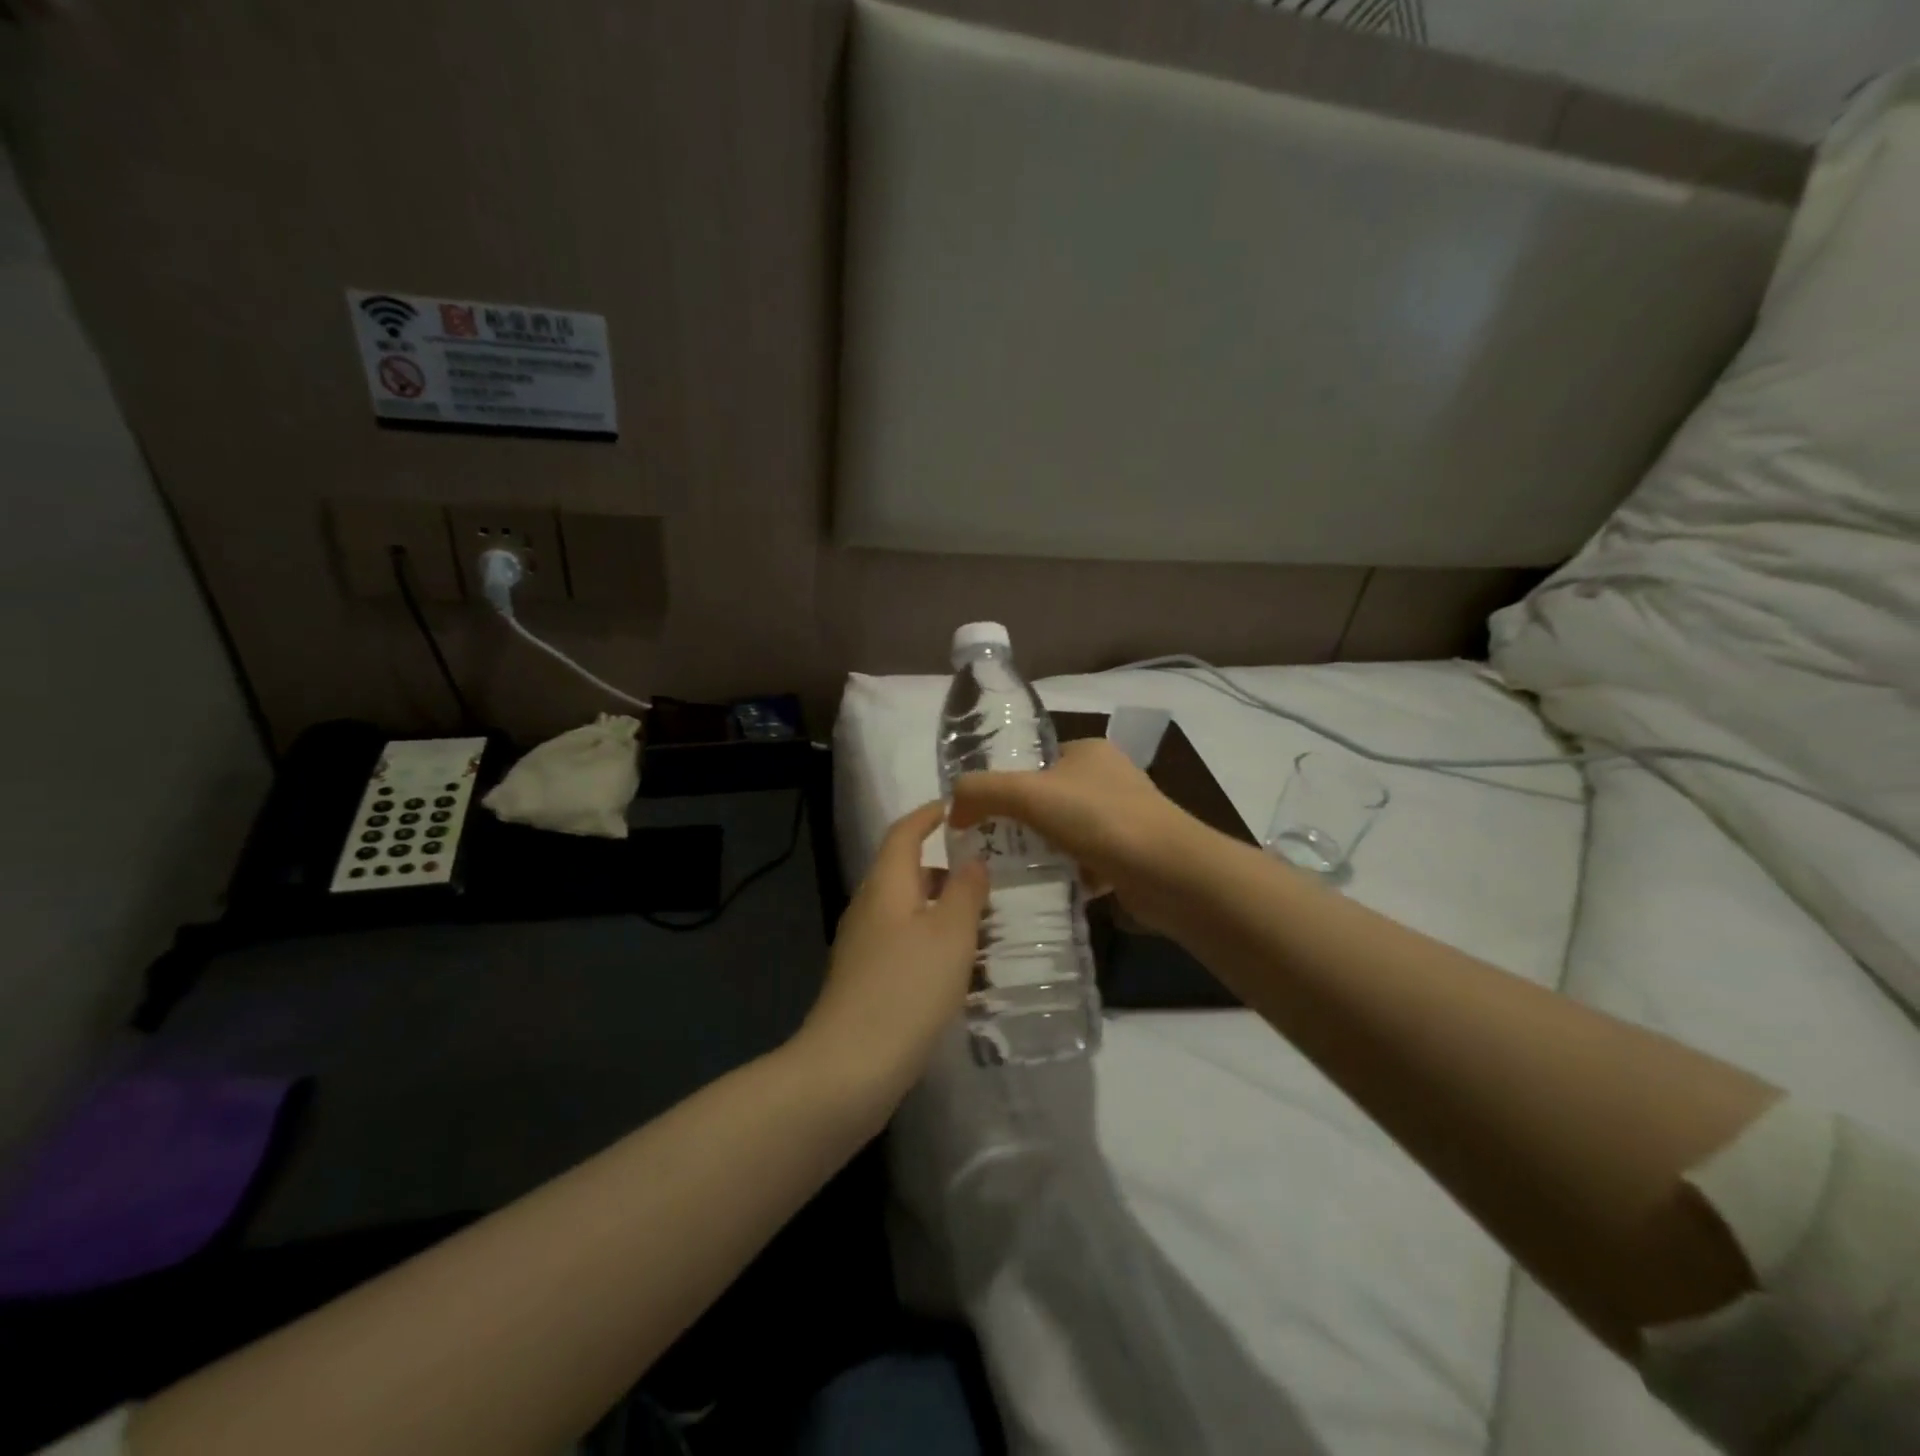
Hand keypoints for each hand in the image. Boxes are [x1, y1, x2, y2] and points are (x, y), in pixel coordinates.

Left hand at [796, 802, 989, 1110]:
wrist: (850, 1066)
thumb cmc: (907, 988)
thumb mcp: (951, 934)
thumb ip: (966, 891)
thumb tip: (972, 861)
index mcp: (885, 885)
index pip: (903, 833)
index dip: (927, 815)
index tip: (953, 808)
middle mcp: (868, 907)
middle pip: (904, 872)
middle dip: (943, 871)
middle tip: (985, 879)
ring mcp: (861, 946)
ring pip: (905, 911)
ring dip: (940, 910)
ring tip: (981, 926)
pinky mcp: (863, 979)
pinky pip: (901, 944)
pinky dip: (930, 942)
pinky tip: (957, 969)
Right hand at [949, 738, 1206, 933]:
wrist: (1171, 873)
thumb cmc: (1100, 820)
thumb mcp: (1029, 794)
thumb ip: (982, 791)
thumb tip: (952, 808)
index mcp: (1088, 752)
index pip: (1034, 762)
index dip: (1004, 786)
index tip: (979, 817)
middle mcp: (1108, 779)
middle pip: (1048, 800)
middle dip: (1020, 823)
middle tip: (989, 848)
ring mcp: (1124, 819)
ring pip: (1066, 833)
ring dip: (1042, 851)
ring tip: (1010, 872)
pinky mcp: (1131, 856)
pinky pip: (1086, 862)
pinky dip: (1067, 874)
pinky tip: (1046, 888)